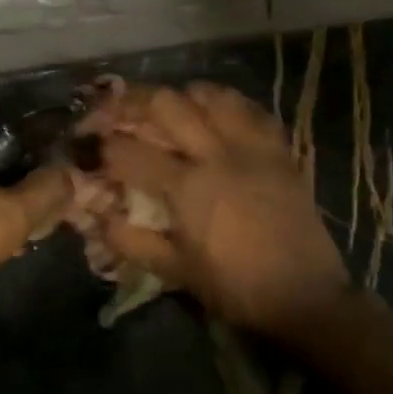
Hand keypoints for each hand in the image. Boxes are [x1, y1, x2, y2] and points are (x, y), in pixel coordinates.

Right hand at [83, 82, 352, 337]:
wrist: (305, 297)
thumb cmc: (235, 288)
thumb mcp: (176, 271)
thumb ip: (131, 241)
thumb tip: (98, 217)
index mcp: (188, 187)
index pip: (131, 152)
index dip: (101, 146)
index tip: (87, 146)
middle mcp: (217, 154)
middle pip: (167, 104)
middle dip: (132, 101)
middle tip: (116, 109)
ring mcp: (253, 147)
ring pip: (212, 95)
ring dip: (182, 96)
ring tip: (169, 108)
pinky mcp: (280, 150)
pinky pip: (251, 110)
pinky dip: (228, 104)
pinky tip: (217, 114)